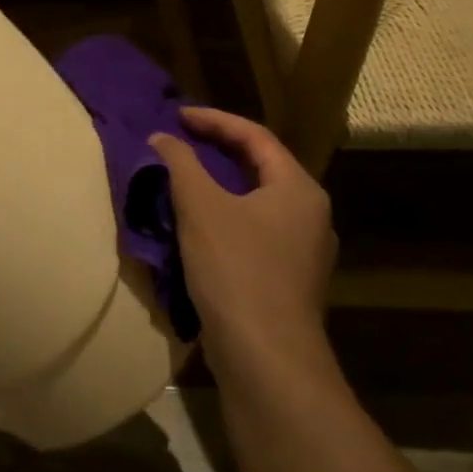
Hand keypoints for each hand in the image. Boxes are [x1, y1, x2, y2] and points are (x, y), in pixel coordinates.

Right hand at [150, 108, 338, 381]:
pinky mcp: (286, 278)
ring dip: (218, 184)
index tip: (177, 115)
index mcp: (298, 189)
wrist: (265, 356)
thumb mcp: (201, 207)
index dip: (214, 120)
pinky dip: (224, 214)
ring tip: (182, 176)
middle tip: (179, 140)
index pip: (255, 136)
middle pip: (260, 166)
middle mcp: (310, 214)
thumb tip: (162, 138)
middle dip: (217, 149)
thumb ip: (180, 164)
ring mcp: (302, 250)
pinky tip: (196, 224)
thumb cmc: (236, 269)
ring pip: (255, 201)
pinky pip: (253, 229)